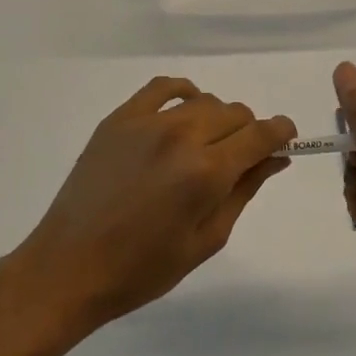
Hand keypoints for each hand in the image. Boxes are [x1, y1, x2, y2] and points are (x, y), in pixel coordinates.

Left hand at [13, 76, 295, 332]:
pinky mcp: (120, 118)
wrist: (70, 266)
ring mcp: (147, 122)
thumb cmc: (143, 268)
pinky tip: (184, 111)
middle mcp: (181, 136)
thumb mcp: (206, 240)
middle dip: (248, 132)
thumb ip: (244, 191)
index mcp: (206, 172)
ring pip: (205, 100)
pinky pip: (163, 87)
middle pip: (236, 113)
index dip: (281, 132)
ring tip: (204, 147)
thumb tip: (276, 157)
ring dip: (217, 119)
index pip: (261, 134)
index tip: (285, 140)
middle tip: (237, 161)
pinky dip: (183, 93)